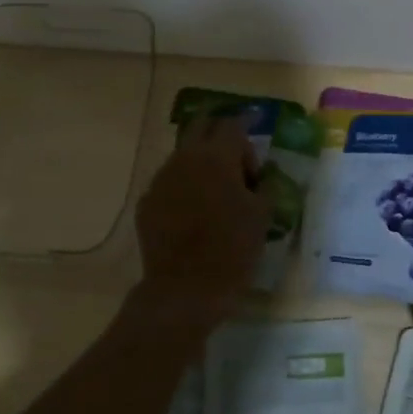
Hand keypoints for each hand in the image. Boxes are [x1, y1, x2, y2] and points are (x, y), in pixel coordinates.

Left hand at [129, 111, 271, 341]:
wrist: (185, 289)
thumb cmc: (233, 248)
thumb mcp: (262, 215)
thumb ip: (265, 185)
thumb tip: (263, 174)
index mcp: (216, 156)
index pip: (233, 124)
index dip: (248, 128)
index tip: (257, 133)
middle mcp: (185, 158)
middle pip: (200, 126)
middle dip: (219, 132)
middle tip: (235, 152)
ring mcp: (161, 179)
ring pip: (183, 154)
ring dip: (201, 160)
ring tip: (217, 187)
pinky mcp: (147, 202)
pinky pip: (169, 182)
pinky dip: (185, 186)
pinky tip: (195, 211)